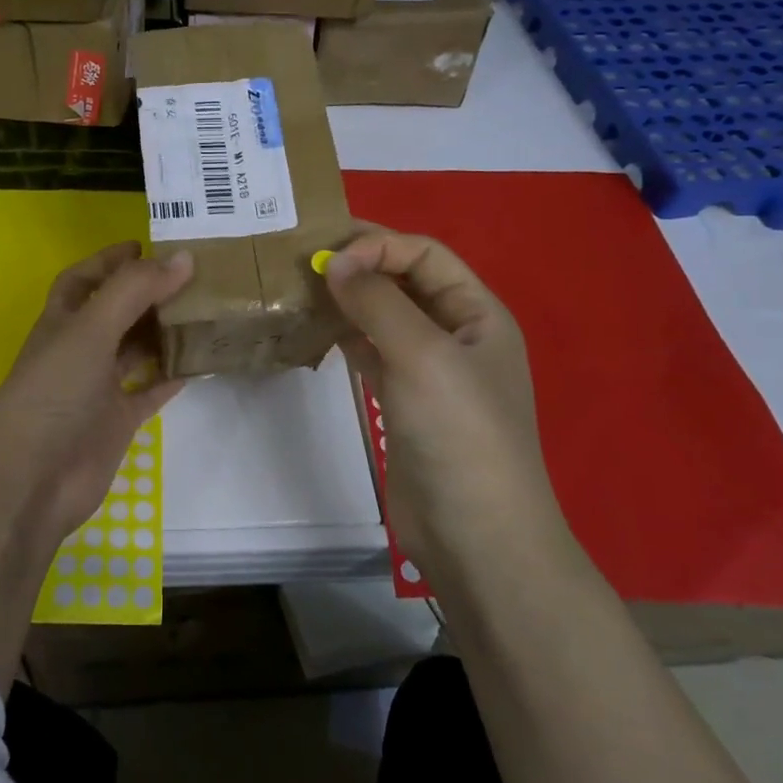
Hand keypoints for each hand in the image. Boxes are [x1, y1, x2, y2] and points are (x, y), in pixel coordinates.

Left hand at [0, 241, 194, 541]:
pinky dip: (174, 376)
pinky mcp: (117, 422)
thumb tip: (182, 256)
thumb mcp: (90, 330)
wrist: (32, 480)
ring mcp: (98, 388)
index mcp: (62, 322)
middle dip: (148, 293)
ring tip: (206, 310)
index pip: (84, 279)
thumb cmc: (53, 393)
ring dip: (165, 331)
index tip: (148, 244)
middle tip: (194, 276)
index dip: (110, 260)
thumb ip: (134, 291)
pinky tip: (202, 361)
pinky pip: (151, 390)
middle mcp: (79, 350)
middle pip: (116, 312)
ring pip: (137, 350)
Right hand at [323, 229, 566, 571]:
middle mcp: (457, 336)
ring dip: (350, 302)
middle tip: (305, 260)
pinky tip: (317, 332)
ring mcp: (430, 372)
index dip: (379, 246)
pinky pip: (373, 355)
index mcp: (479, 314)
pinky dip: (347, 339)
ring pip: (385, 318)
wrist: (475, 535)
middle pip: (406, 283)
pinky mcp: (405, 403)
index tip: (328, 259)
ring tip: (302, 289)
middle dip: (362, 266)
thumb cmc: (459, 433)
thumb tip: (333, 262)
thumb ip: (377, 302)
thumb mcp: (422, 356)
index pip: (426, 256)